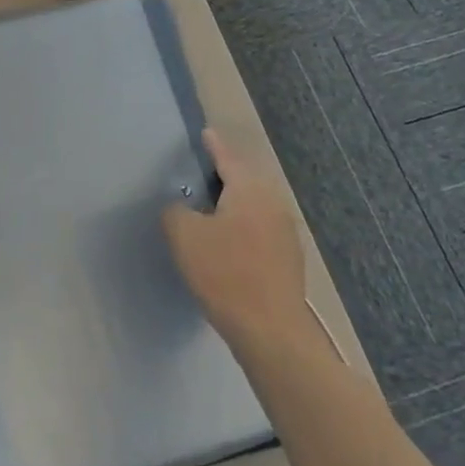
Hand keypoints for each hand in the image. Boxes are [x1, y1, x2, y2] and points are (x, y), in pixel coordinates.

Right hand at [164, 129, 325, 365]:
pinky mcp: (289, 259)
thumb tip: (182, 207)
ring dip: (234, 203)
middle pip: (245, 179)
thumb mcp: (183, 236)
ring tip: (210, 209)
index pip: (227, 157)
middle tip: (200, 173)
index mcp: (249, 189)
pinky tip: (228, 243)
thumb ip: (175, 211)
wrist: (272, 332)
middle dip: (224, 174)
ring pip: (254, 205)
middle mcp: (272, 203)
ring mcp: (285, 232)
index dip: (213, 145)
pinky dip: (243, 226)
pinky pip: (260, 228)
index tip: (205, 133)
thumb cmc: (225, 274)